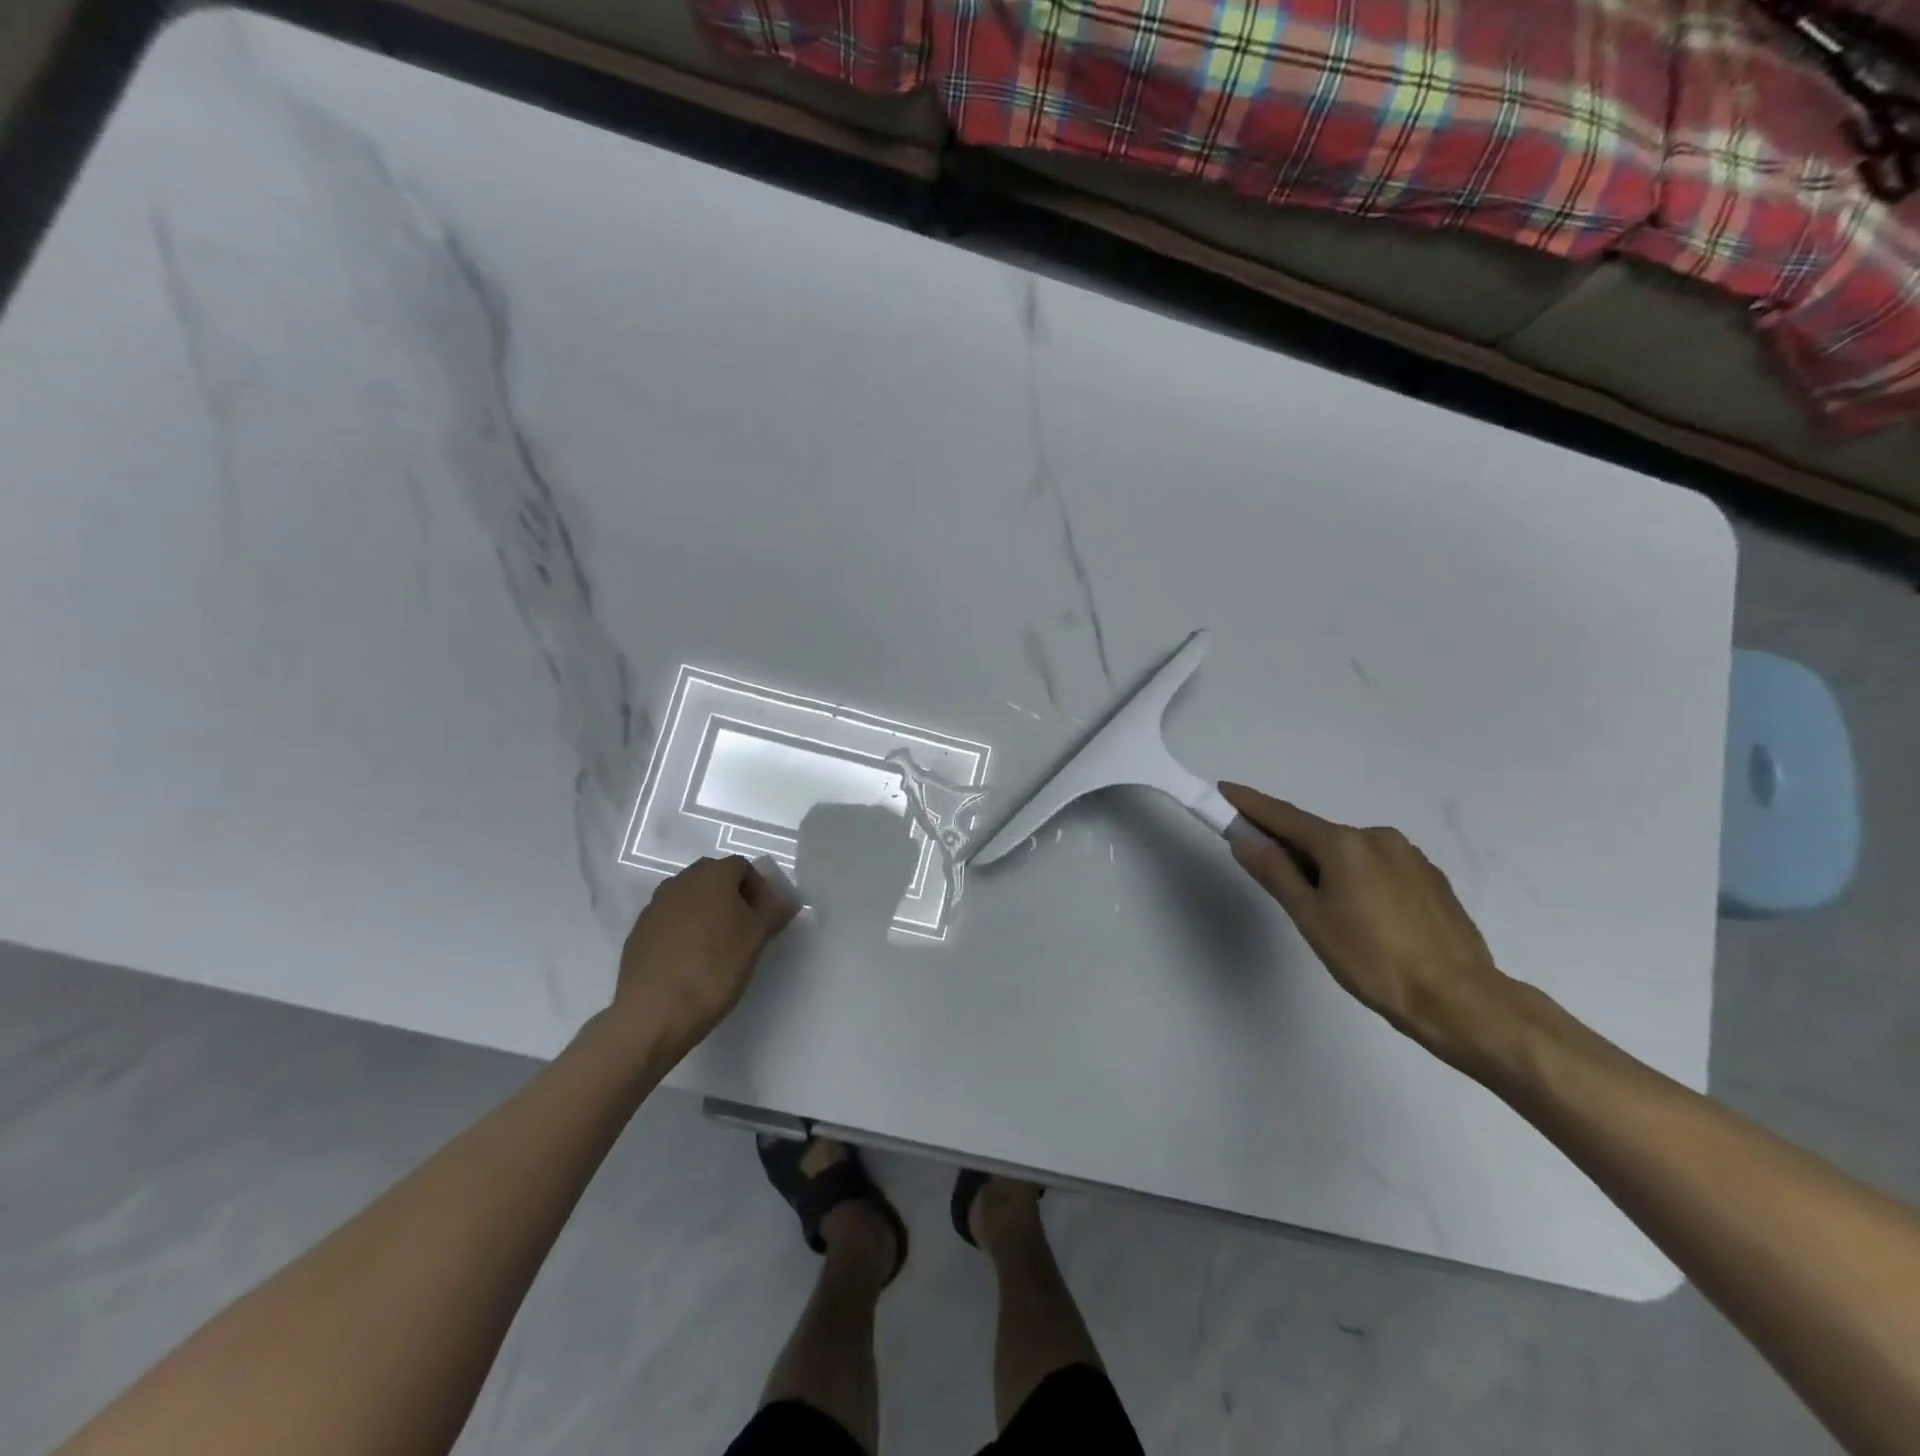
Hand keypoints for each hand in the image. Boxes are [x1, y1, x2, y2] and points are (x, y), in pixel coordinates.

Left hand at [611, 856, 799, 1059]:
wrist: (654, 1011)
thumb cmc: (715, 968)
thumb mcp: (756, 939)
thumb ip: (775, 913)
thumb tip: (786, 901)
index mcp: (712, 875)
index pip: (742, 866)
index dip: (759, 888)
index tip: (765, 918)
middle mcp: (680, 881)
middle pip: (714, 878)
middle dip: (732, 897)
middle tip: (745, 929)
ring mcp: (655, 906)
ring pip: (690, 899)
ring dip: (707, 913)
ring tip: (718, 947)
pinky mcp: (638, 932)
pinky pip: (670, 921)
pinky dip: (684, 931)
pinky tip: (690, 961)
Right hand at [1220, 782, 1514, 1069]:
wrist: (1458, 998)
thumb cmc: (1372, 959)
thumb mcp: (1310, 917)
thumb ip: (1275, 872)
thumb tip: (1244, 838)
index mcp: (1344, 843)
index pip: (1284, 817)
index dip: (1250, 804)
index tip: (1225, 790)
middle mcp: (1377, 837)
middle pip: (1318, 836)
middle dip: (1291, 848)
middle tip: (1273, 878)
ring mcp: (1409, 856)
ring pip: (1350, 854)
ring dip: (1327, 867)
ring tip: (1327, 913)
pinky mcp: (1431, 878)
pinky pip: (1378, 867)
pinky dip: (1358, 878)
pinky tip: (1364, 915)